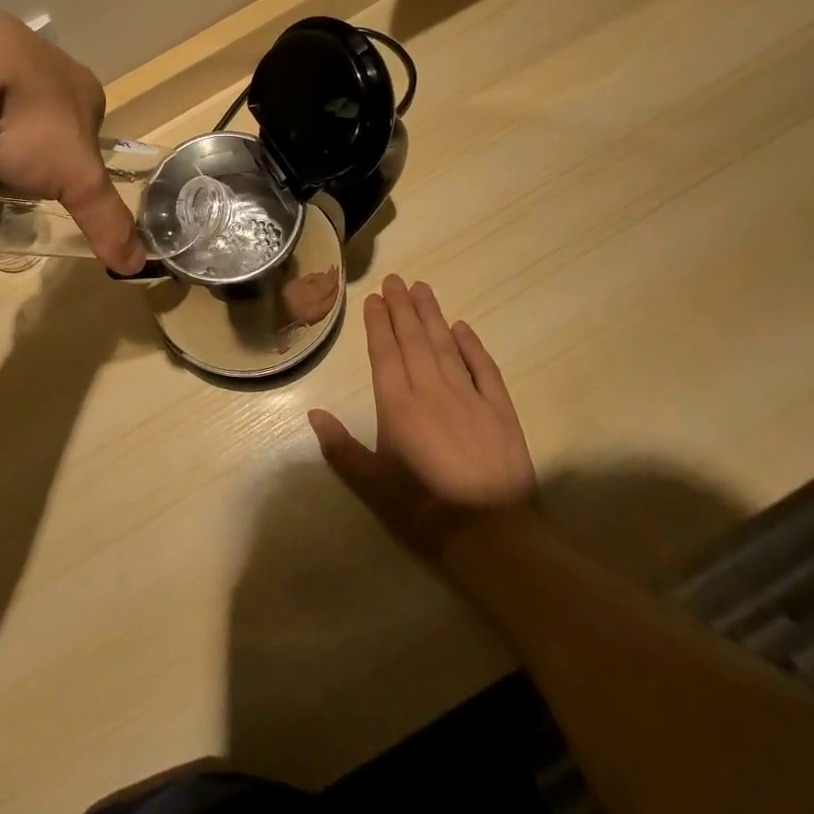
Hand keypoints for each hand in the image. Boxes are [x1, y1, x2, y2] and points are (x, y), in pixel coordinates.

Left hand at [0, 0, 145, 273]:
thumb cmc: (27, 119)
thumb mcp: (77, 178)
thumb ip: (107, 219)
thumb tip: (136, 264)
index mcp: (76, 87)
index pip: (80, 134)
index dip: (63, 170)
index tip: (38, 198)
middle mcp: (34, 66)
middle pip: (24, 138)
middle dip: (2, 179)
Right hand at [308, 275, 534, 557]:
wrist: (491, 534)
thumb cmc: (422, 508)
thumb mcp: (372, 484)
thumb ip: (341, 447)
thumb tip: (313, 414)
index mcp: (397, 405)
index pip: (385, 353)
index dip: (378, 323)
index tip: (374, 298)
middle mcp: (431, 390)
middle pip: (414, 340)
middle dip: (402, 308)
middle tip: (396, 279)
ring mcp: (468, 396)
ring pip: (445, 345)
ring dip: (432, 315)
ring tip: (422, 288)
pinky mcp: (500, 410)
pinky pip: (484, 368)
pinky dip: (472, 345)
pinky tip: (462, 327)